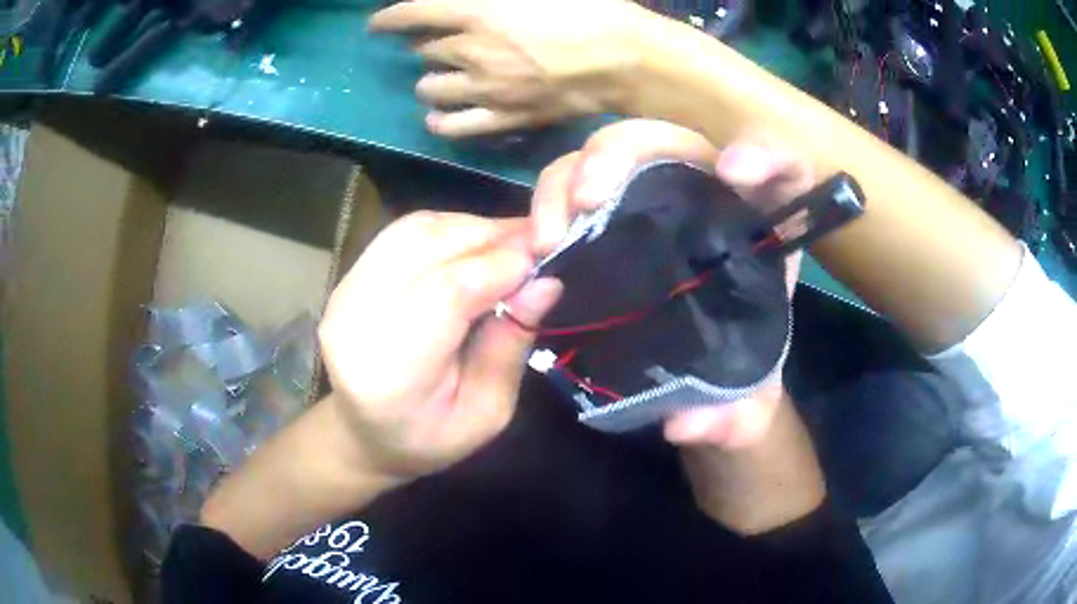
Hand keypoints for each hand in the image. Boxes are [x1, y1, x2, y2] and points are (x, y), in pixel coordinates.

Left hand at [319, 211, 561, 481]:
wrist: (363, 434)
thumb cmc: (428, 438)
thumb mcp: (487, 414)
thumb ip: (510, 347)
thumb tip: (545, 283)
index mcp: (390, 372)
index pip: (446, 293)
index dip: (500, 265)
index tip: (544, 260)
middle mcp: (356, 321)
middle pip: (428, 247)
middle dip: (491, 238)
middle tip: (535, 248)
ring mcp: (343, 294)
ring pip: (415, 231)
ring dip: (470, 229)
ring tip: (506, 249)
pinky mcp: (346, 278)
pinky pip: (402, 234)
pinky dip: (446, 230)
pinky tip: (470, 249)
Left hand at [368, 0, 654, 136]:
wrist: (628, 57)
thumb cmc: (591, 9)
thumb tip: (468, 3)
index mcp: (478, 11)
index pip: (412, 14)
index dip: (388, 19)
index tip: (377, 25)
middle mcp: (471, 50)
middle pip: (423, 52)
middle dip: (423, 44)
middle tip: (434, 42)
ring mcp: (486, 89)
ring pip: (431, 89)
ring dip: (429, 80)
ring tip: (439, 77)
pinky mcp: (505, 117)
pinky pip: (456, 126)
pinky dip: (440, 121)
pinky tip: (438, 117)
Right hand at [531, 119, 823, 531]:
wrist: (702, 385)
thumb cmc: (735, 379)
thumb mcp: (747, 403)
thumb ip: (734, 418)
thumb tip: (685, 423)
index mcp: (760, 230)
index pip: (783, 169)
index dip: (768, 155)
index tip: (737, 173)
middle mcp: (706, 200)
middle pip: (671, 142)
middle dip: (625, 154)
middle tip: (591, 199)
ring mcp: (651, 203)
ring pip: (610, 156)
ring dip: (573, 175)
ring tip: (552, 233)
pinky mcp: (609, 220)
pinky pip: (574, 189)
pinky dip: (549, 203)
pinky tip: (538, 246)